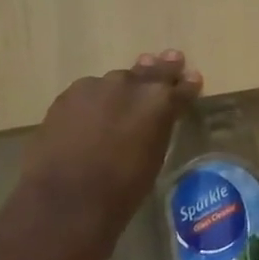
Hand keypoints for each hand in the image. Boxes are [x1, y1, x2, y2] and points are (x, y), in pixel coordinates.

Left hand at [16, 51, 202, 259]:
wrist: (66, 200)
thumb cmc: (122, 190)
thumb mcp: (153, 158)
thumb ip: (158, 129)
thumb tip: (156, 120)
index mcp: (159, 102)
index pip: (181, 87)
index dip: (187, 84)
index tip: (192, 78)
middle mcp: (130, 85)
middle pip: (151, 71)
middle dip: (161, 69)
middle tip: (171, 59)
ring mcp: (96, 86)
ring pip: (116, 81)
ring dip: (125, 86)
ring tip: (128, 90)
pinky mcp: (67, 96)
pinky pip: (89, 92)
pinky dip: (96, 99)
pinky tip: (94, 110)